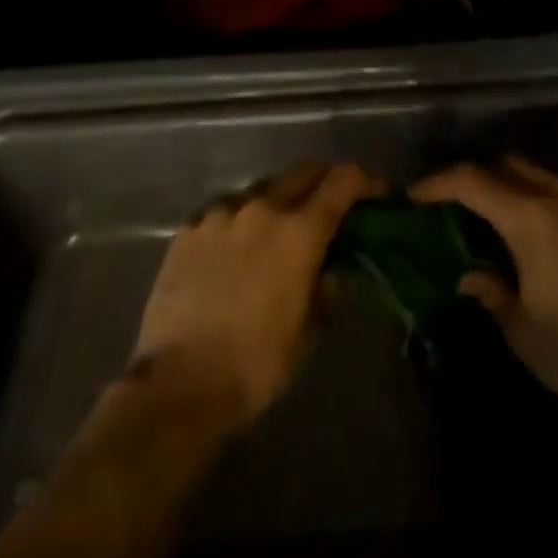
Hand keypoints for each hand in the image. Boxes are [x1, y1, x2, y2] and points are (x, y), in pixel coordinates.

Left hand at [129, 162, 380, 430]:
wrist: (178, 385)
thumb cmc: (257, 363)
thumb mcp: (309, 329)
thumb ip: (326, 287)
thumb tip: (331, 268)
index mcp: (300, 230)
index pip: (344, 180)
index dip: (367, 181)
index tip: (378, 193)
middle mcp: (262, 207)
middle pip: (305, 171)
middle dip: (326, 182)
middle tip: (333, 207)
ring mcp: (221, 213)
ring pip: (263, 189)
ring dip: (280, 202)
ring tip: (277, 232)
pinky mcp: (189, 229)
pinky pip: (225, 210)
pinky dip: (241, 221)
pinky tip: (236, 249)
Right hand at [411, 159, 557, 416]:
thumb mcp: (521, 329)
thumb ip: (490, 292)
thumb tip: (470, 276)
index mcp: (531, 219)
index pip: (472, 182)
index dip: (438, 183)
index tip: (415, 195)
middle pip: (509, 167)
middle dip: (478, 177)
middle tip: (456, 204)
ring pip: (542, 178)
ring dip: (514, 188)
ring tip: (499, 219)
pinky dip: (546, 202)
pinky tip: (545, 237)